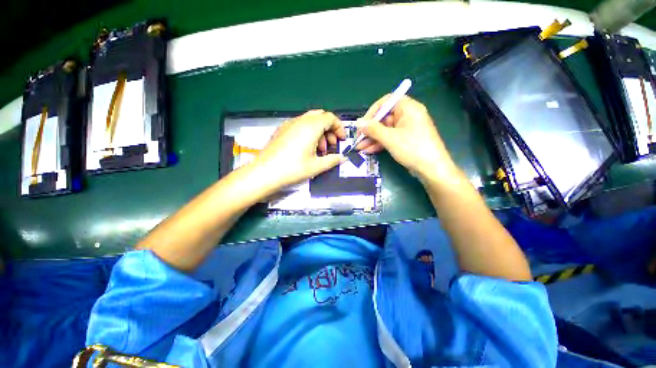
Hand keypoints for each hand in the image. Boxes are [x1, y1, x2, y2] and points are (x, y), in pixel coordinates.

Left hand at [250, 110, 346, 191]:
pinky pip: (300, 125)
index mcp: (311, 126)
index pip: (330, 118)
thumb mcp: (316, 166)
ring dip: (319, 132)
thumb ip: (333, 160)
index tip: (341, 140)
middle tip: (331, 145)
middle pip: (320, 116)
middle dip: (329, 129)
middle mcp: (300, 121)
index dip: (339, 127)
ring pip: (310, 121)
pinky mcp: (282, 130)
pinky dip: (308, 133)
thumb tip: (342, 158)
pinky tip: (306, 149)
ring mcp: (289, 124)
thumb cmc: (293, 169)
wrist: (265, 172)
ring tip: (319, 150)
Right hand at [356, 95, 458, 180]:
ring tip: (360, 148)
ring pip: (385, 130)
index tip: (363, 123)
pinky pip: (390, 138)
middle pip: (384, 118)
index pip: (387, 102)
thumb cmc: (412, 149)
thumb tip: (358, 122)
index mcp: (408, 108)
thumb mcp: (390, 138)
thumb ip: (373, 129)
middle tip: (358, 139)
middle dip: (370, 130)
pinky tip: (369, 151)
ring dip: (372, 139)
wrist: (432, 169)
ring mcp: (407, 129)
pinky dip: (380, 143)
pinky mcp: (406, 140)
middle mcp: (408, 116)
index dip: (373, 111)